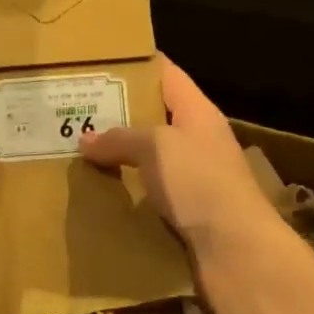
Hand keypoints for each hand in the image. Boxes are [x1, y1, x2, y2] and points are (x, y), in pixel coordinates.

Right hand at [79, 57, 281, 255]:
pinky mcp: (187, 210)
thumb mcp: (156, 147)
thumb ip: (120, 137)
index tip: (100, 63)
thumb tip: (86, 140)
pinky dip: (127, 190)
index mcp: (197, 111)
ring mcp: (194, 176)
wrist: (236, 250)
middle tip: (77, 111)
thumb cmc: (199, 182)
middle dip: (118, 114)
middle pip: (155, 116)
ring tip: (80, 151)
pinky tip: (99, 192)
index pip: (166, 73)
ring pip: (150, 157)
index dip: (136, 64)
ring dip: (120, 156)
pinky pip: (150, 191)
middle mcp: (197, 139)